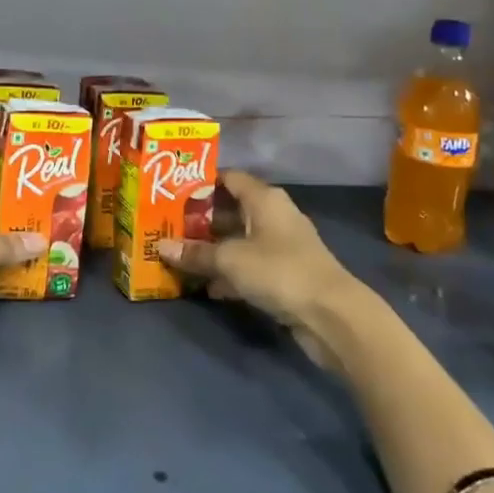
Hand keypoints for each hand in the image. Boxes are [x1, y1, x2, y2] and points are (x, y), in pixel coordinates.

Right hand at [158, 170, 358, 368]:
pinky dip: (230, 273)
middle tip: (168, 226)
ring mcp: (282, 246)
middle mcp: (273, 215)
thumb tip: (161, 247)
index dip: (201, 182)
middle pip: (231, 210)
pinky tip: (206, 287)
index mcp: (264, 199)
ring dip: (214, 249)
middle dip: (201, 219)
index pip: (228, 178)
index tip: (172, 190)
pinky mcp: (285, 274)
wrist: (332, 314)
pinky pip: (249, 266)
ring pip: (239, 240)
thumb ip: (195, 253)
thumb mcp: (230, 260)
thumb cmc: (279, 270)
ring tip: (180, 256)